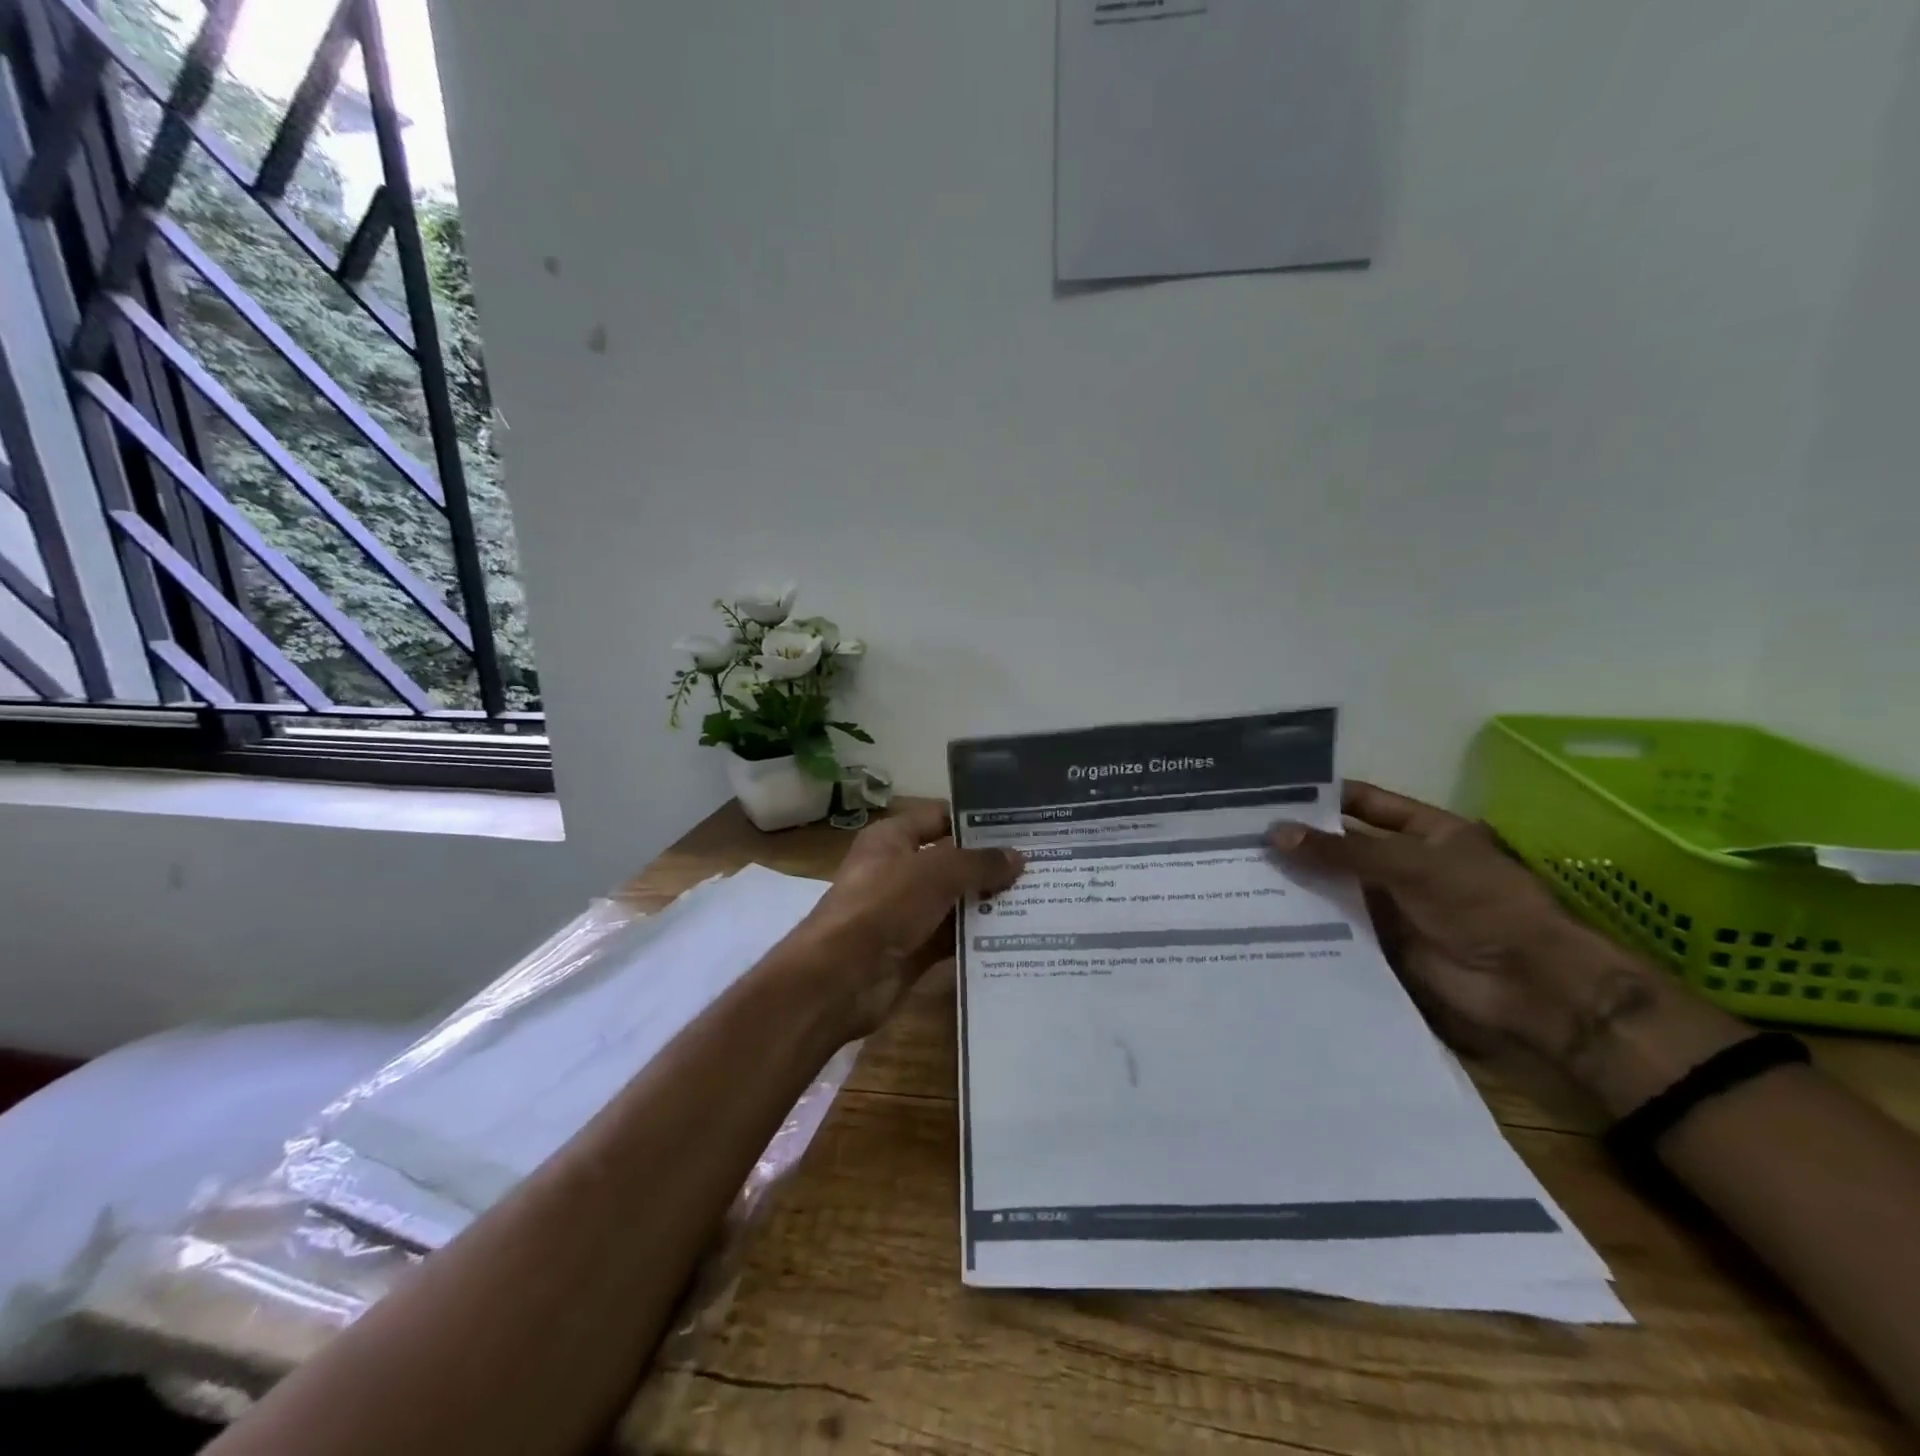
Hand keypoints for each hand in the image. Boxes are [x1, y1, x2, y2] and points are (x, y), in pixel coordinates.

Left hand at [787, 800, 1023, 1038]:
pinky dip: (978, 937)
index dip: (975, 821)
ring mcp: (905, 913)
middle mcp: (898, 871)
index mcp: (892, 839)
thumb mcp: (935, 873)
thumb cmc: (883, 905)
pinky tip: (1017, 935)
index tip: (1019, 826)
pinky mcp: (913, 950)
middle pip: (951, 862)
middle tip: (1040, 865)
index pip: (939, 818)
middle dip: (990, 865)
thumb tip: (1018, 857)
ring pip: (954, 902)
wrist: (840, 977)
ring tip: (1040, 899)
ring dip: (988, 903)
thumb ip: (978, 863)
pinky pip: (952, 939)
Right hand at [1268, 781, 1610, 1059]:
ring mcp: (1392, 902)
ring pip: (1336, 883)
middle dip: (1301, 839)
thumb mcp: (1410, 864)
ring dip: (1299, 878)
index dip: (1321, 797)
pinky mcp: (1381, 940)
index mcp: (1424, 831)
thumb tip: (1276, 832)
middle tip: (1240, 833)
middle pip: (1343, 844)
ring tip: (1241, 868)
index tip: (1268, 795)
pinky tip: (1265, 909)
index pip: (1363, 803)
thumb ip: (1343, 850)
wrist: (1526, 983)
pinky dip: (1307, 916)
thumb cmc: (1480, 904)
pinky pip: (1338, 922)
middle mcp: (1404, 862)